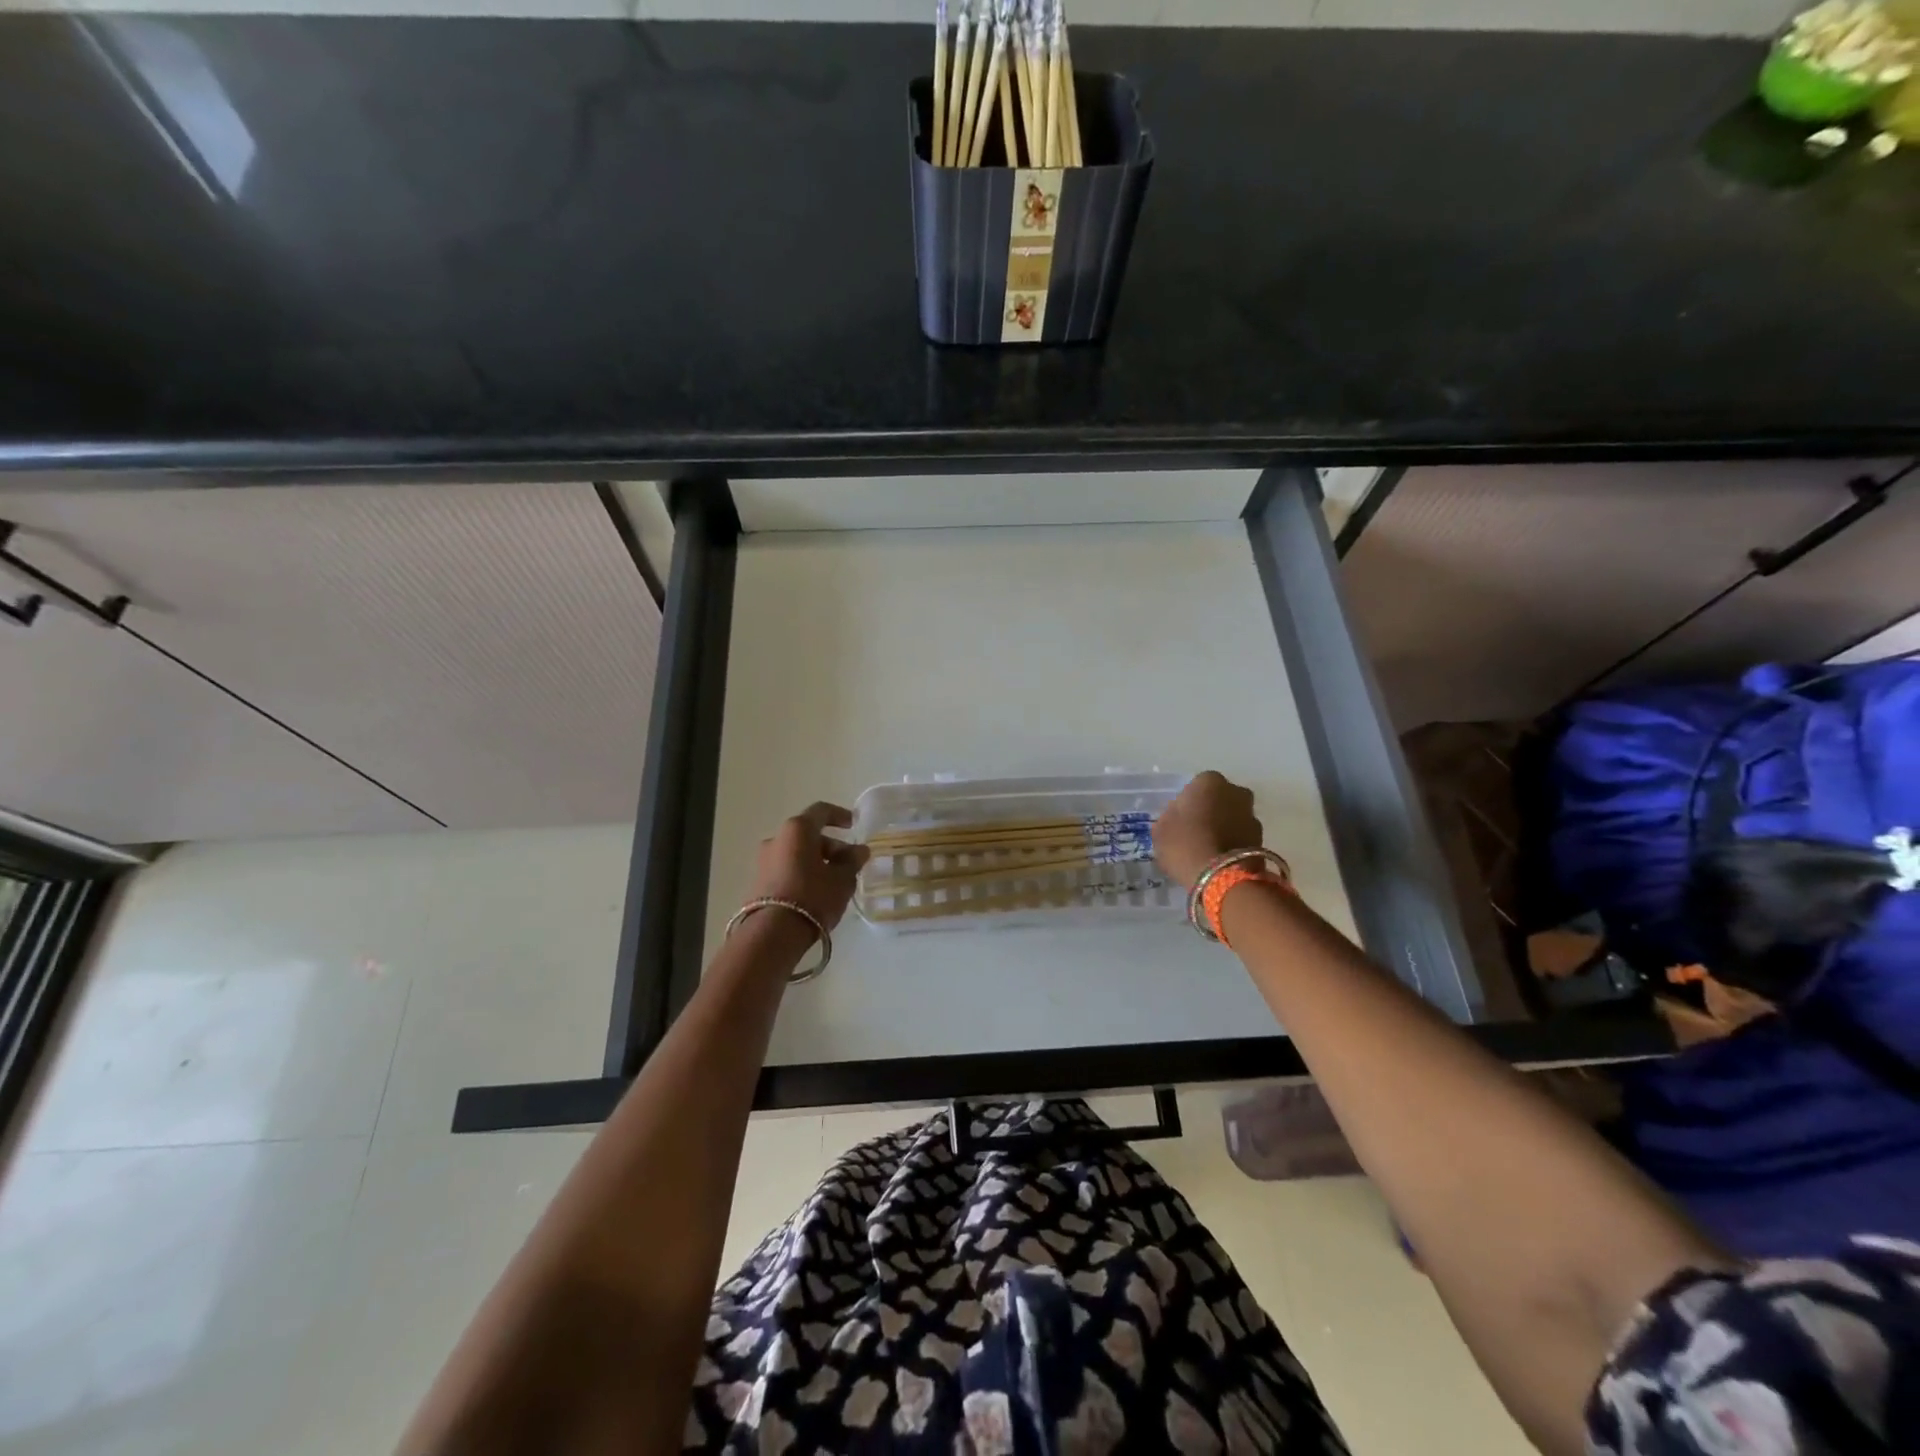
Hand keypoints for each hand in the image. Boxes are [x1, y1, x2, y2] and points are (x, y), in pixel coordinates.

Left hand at [749, 802, 870, 932]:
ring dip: (817, 861)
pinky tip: (816, 893)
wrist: (772, 934)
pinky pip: (786, 869)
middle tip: (850, 864)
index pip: (821, 811)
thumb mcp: (842, 879)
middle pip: (809, 835)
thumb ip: (852, 861)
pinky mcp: (758, 881)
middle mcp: (776, 838)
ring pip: (797, 853)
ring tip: (835, 882)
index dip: (840, 815)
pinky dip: (803, 873)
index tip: (853, 825)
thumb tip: (859, 850)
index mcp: (797, 829)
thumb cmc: (812, 896)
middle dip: (832, 847)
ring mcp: (763, 860)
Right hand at [1153, 771, 1262, 889]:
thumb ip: (1169, 817)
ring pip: (1233, 818)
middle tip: (1195, 832)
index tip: (1179, 820)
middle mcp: (1236, 792)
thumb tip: (1178, 819)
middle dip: (1210, 811)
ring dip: (1224, 828)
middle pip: (1220, 799)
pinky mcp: (1263, 840)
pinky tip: (1219, 860)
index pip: (1196, 785)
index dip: (1187, 803)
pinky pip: (1241, 837)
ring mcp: (1252, 816)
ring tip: (1208, 850)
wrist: (1223, 878)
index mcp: (1209, 781)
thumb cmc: (1185, 844)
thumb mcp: (1161, 829)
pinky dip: (1233, 844)